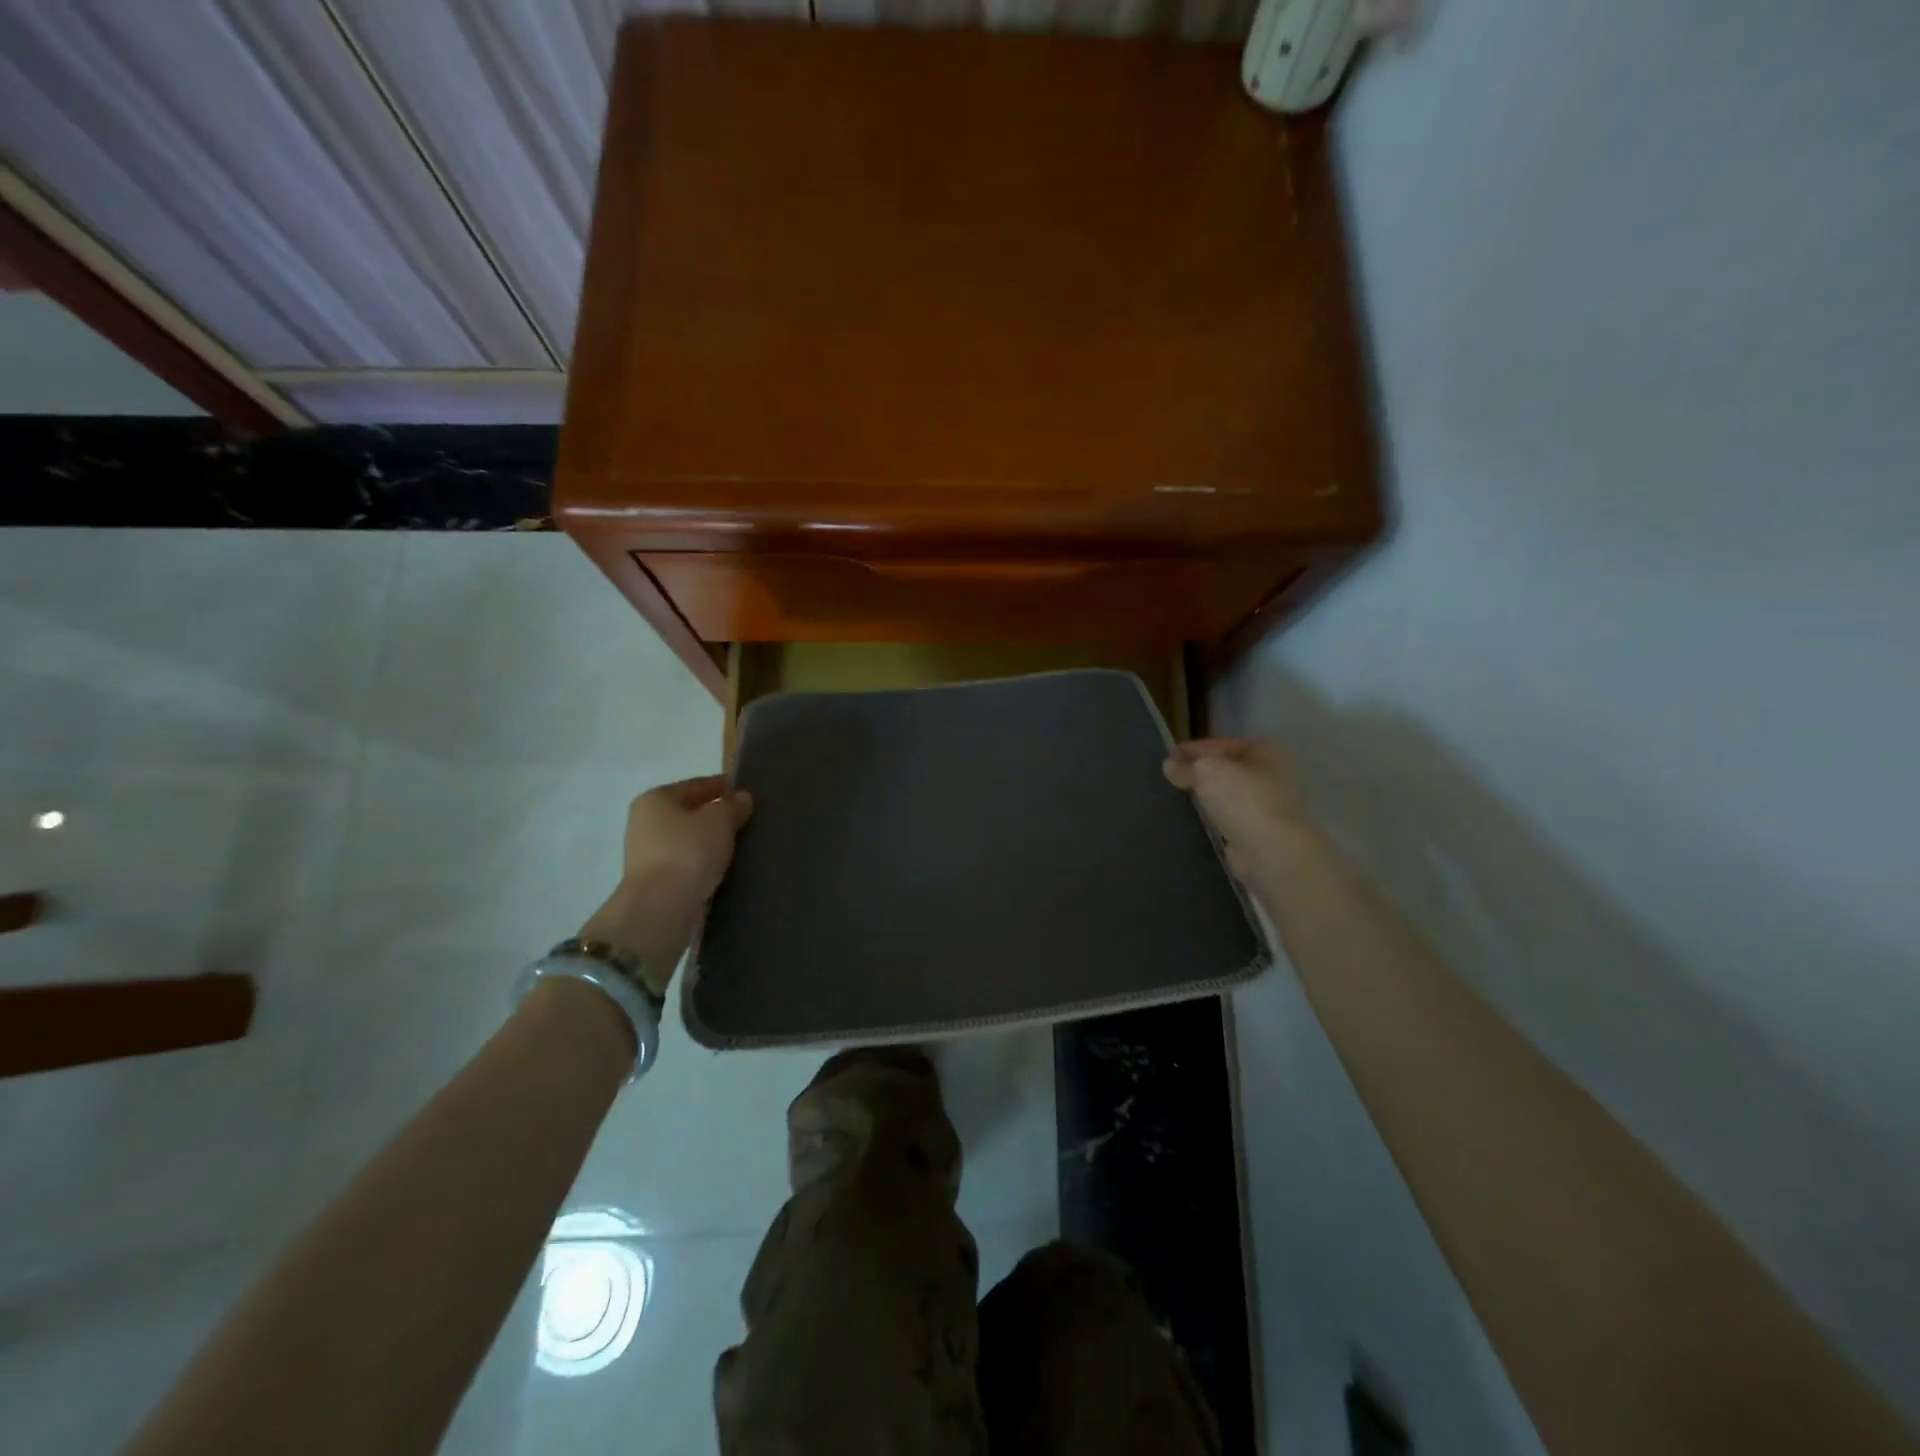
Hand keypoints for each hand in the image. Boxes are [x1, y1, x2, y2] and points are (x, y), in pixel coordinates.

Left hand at [580, 775, 753, 991]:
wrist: (662, 906)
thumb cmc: (689, 851)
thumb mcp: (719, 820)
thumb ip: (732, 806)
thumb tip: (741, 798)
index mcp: (655, 799)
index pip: (695, 785)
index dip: (720, 785)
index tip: (744, 791)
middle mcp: (645, 823)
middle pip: (688, 812)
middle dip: (714, 814)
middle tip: (746, 817)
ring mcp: (647, 855)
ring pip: (688, 839)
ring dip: (709, 840)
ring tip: (740, 843)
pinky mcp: (656, 882)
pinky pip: (687, 863)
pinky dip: (703, 861)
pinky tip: (724, 865)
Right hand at [1163, 737, 1309, 880]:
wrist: (1267, 849)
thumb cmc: (1241, 798)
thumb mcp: (1206, 771)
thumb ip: (1186, 766)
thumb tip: (1169, 765)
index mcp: (1264, 751)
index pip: (1221, 744)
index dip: (1193, 749)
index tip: (1168, 756)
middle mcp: (1270, 774)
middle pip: (1226, 769)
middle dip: (1199, 773)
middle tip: (1171, 778)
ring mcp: (1266, 804)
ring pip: (1227, 794)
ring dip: (1205, 796)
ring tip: (1176, 797)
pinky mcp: (1257, 831)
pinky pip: (1228, 817)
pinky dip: (1212, 817)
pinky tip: (1192, 818)